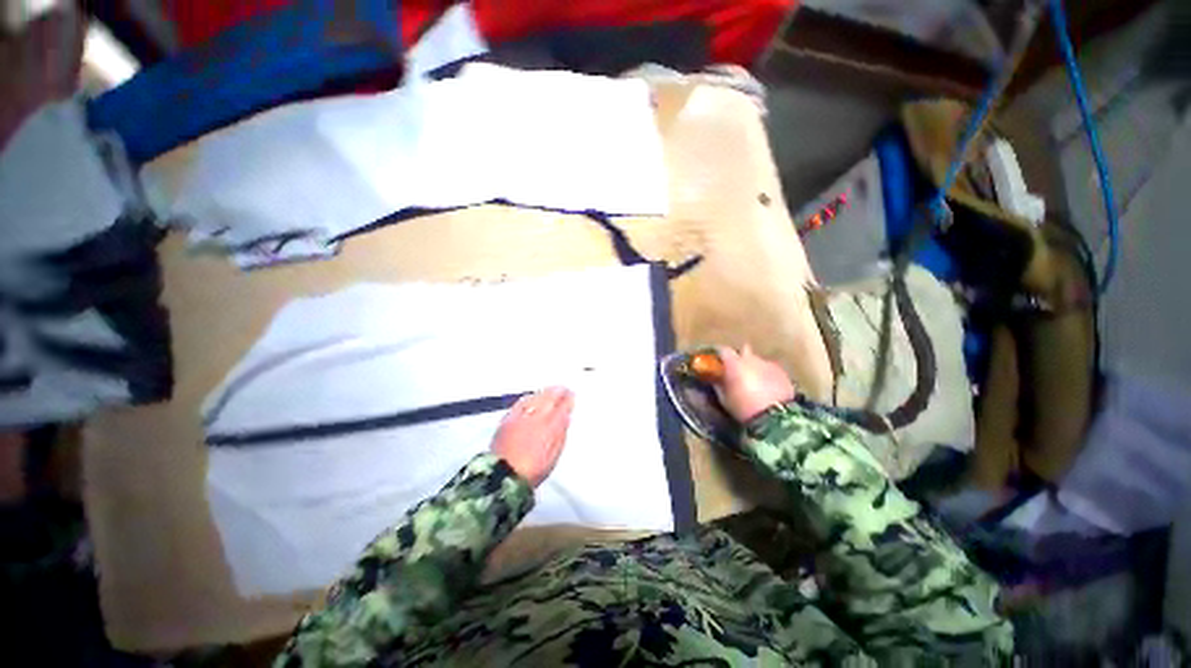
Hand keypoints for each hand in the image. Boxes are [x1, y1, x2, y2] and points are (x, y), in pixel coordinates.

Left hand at [491, 387, 574, 487]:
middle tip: (563, 388)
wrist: (503, 476)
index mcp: (551, 428)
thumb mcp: (553, 454)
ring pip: (536, 398)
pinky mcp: (507, 419)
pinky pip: (521, 403)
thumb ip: (560, 433)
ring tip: (550, 390)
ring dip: (544, 392)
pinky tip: (531, 397)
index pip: (562, 407)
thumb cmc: (532, 470)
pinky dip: (529, 398)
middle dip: (558, 392)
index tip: (571, 395)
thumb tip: (565, 417)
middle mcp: (537, 418)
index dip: (568, 400)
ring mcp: (521, 417)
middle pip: (549, 398)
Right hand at [714, 345, 795, 422]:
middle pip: (744, 350)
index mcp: (734, 363)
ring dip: (754, 367)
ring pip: (758, 361)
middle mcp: (751, 359)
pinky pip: (771, 369)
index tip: (717, 362)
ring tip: (755, 380)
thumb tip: (715, 379)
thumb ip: (718, 385)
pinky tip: (768, 386)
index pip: (723, 350)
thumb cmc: (743, 408)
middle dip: (740, 357)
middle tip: (737, 369)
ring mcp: (768, 364)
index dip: (720, 354)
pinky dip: (767, 374)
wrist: (775, 417)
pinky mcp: (782, 372)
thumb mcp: (724, 399)